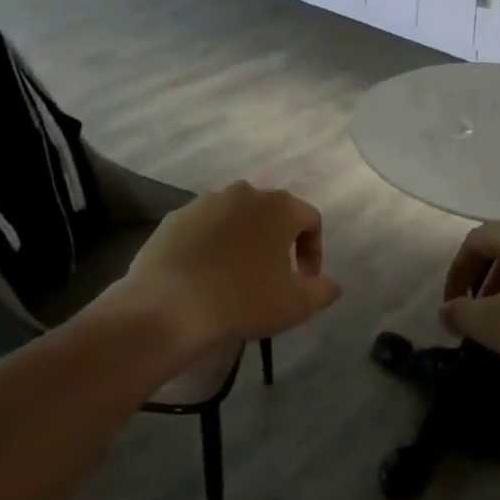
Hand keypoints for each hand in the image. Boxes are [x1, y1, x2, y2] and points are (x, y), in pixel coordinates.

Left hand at [116, 181, 341, 347]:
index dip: (314, 250)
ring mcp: (205, 202)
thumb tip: (333, 284)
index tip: (306, 279)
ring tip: (236, 276)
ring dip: (243, 241)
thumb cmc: (242, 300)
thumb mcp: (295, 304)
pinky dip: (210, 245)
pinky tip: (204, 276)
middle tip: (273, 276)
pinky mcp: (174, 218)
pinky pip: (203, 228)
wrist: (167, 307)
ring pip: (236, 218)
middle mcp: (244, 192)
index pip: (310, 220)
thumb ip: (323, 290)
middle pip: (272, 214)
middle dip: (278, 241)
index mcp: (279, 206)